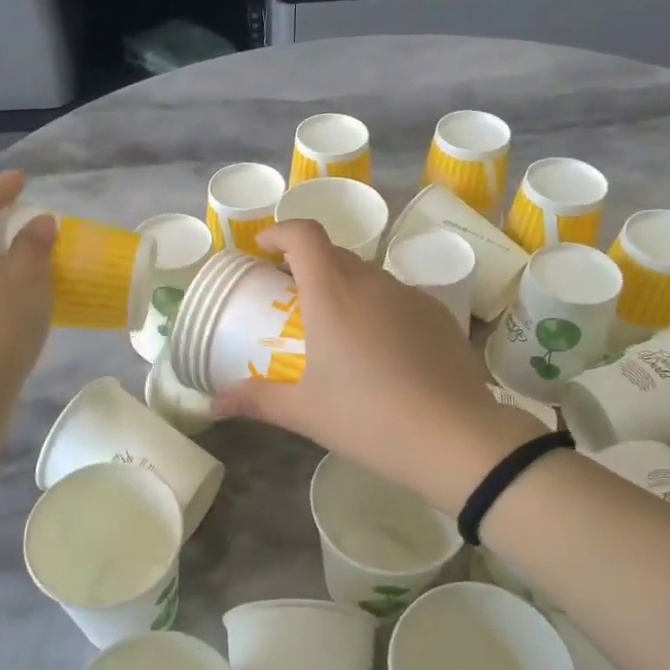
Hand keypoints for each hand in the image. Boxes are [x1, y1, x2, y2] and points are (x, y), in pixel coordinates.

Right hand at [212, 220, 543, 511]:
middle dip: (308, 265)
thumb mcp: (304, 412)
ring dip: (345, 289)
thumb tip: (214, 405)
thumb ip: (256, 401)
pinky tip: (381, 352)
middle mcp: (372, 282)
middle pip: (335, 254)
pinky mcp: (440, 316)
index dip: (280, 232)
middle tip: (292, 298)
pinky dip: (379, 309)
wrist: (455, 438)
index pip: (304, 235)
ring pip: (369, 277)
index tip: (263, 250)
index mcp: (333, 294)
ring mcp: (411, 296)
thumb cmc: (368, 418)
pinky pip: (399, 299)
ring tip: (337, 330)